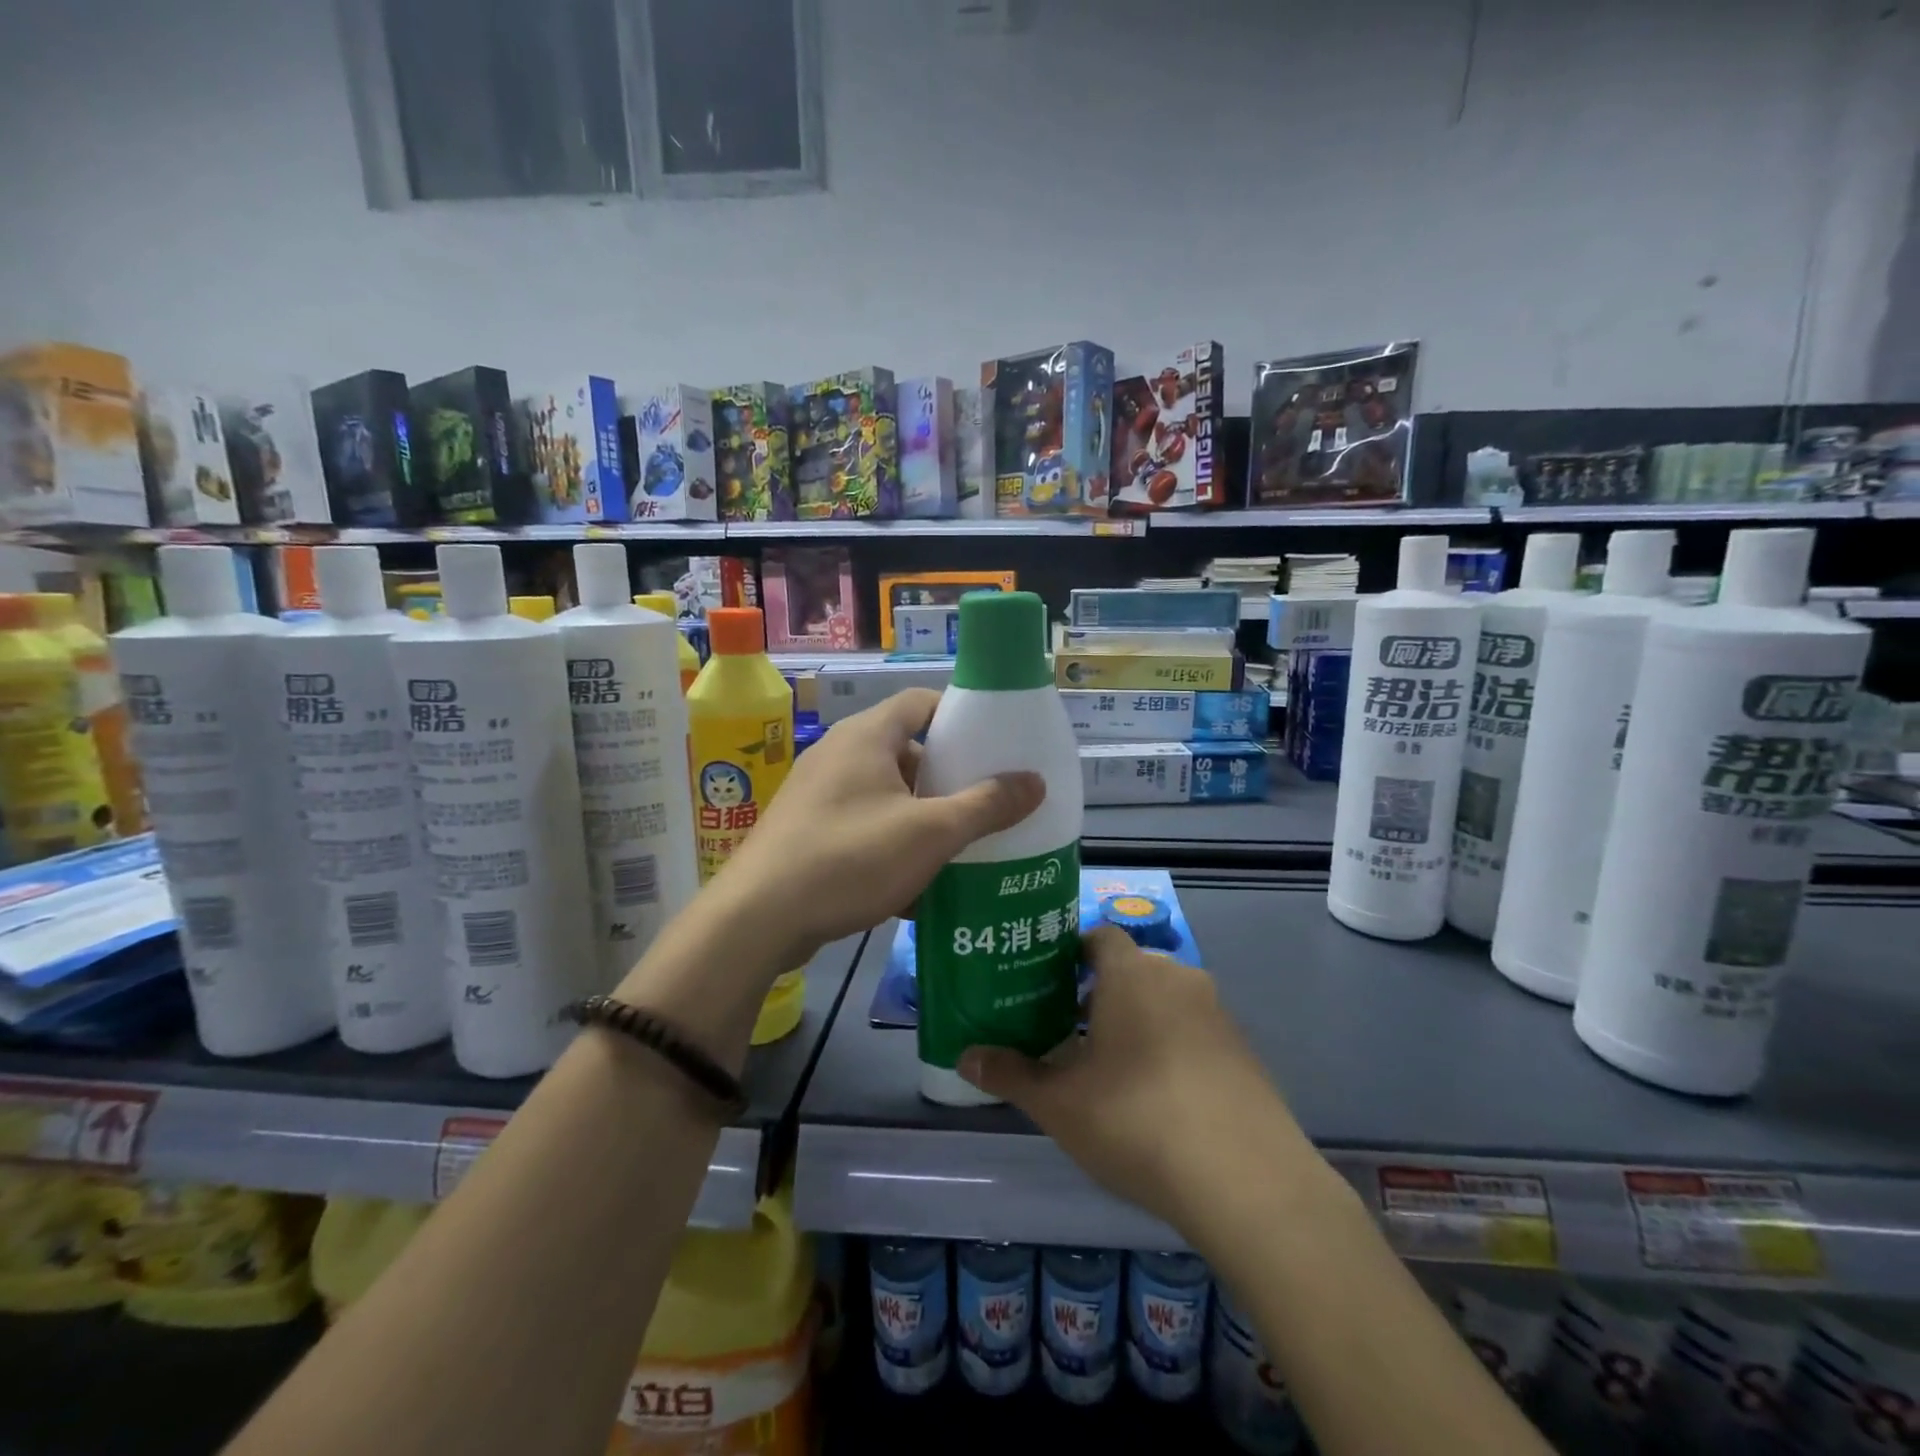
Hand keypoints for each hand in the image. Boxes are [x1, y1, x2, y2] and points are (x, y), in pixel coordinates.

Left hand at [718, 688, 1044, 958]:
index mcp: (867, 736)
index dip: (960, 716)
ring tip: (959, 848)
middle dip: (947, 778)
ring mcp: (817, 794)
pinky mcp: (805, 831)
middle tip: (985, 803)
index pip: (921, 702)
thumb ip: (986, 805)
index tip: (995, 744)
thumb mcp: (931, 832)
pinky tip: (914, 887)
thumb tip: (1035, 782)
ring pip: (885, 795)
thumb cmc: (850, 858)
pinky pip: (861, 827)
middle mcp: (838, 754)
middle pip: (906, 751)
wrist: (757, 920)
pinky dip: (890, 845)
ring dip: (921, 818)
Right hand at [958, 925, 1319, 1239]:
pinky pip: (1195, 1031)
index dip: (1071, 954)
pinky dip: (1171, 1047)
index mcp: (1131, 973)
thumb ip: (1011, 1074)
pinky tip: (1158, 1097)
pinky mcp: (1245, 1051)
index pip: (1099, 937)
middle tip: (1067, 1029)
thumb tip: (965, 1057)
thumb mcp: (1060, 1103)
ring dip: (1137, 1021)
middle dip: (1099, 993)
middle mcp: (1177, 977)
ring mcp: (1217, 1014)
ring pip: (1164, 1001)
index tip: (1046, 984)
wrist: (1248, 1180)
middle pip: (1131, 969)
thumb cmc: (1137, 1121)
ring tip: (1108, 1067)